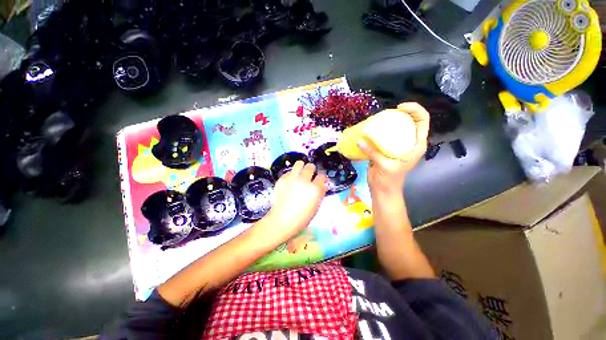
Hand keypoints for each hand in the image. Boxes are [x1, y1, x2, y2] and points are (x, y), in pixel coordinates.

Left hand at [259, 161, 326, 243]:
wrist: (282, 220)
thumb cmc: (302, 217)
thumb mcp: (316, 207)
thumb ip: (320, 193)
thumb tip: (323, 185)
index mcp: (314, 189)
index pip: (322, 176)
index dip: (322, 178)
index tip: (320, 180)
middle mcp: (304, 180)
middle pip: (311, 166)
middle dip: (312, 170)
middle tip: (310, 176)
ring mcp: (292, 178)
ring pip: (299, 163)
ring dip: (302, 167)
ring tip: (300, 173)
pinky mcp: (282, 179)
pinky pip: (289, 171)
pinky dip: (292, 175)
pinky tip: (290, 182)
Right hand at [357, 102, 429, 197]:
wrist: (383, 190)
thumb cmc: (389, 180)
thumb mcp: (384, 166)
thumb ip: (373, 153)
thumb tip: (359, 141)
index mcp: (416, 145)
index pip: (422, 121)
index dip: (414, 110)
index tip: (399, 109)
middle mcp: (409, 143)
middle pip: (410, 121)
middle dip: (400, 113)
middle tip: (385, 113)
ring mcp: (397, 145)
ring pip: (397, 128)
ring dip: (389, 121)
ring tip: (377, 120)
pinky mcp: (387, 148)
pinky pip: (385, 136)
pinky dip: (379, 131)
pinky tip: (371, 130)